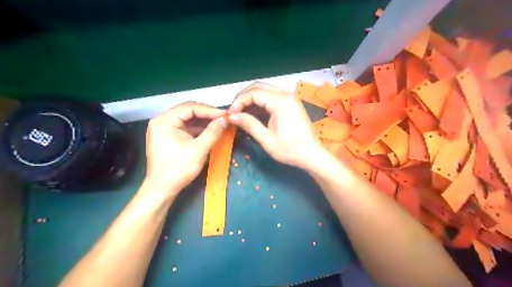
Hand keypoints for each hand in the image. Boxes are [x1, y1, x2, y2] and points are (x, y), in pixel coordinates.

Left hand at [143, 102, 224, 196]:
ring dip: (204, 123)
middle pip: (188, 112)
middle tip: (224, 118)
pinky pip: (186, 129)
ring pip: (188, 120)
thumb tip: (225, 119)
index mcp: (164, 121)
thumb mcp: (199, 149)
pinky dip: (199, 130)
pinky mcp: (169, 137)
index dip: (209, 110)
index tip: (225, 114)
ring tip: (220, 124)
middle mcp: (162, 121)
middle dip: (207, 115)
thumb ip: (213, 132)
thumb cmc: (179, 169)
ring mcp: (165, 129)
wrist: (162, 189)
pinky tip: (211, 132)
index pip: (190, 107)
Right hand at [230, 82, 320, 169]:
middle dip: (243, 97)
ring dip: (251, 99)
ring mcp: (289, 98)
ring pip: (265, 90)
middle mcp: (285, 95)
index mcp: (280, 102)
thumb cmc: (289, 149)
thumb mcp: (266, 139)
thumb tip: (231, 116)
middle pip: (259, 87)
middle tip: (234, 111)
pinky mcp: (291, 104)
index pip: (253, 93)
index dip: (238, 102)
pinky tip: (253, 113)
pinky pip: (272, 97)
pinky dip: (261, 102)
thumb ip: (249, 124)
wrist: (311, 155)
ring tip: (241, 112)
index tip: (230, 114)